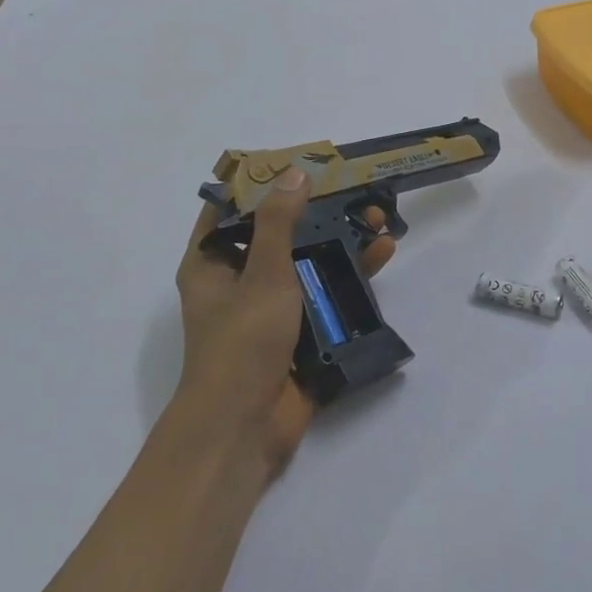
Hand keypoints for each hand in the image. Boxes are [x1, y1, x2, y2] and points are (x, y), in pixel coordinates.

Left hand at [172, 167, 395, 477]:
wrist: (244, 427)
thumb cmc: (243, 341)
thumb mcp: (263, 273)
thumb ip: (279, 223)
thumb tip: (293, 174)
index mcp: (212, 264)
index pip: (230, 210)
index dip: (261, 184)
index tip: (298, 165)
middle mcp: (238, 282)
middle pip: (278, 236)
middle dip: (316, 213)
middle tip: (353, 192)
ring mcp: (269, 311)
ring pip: (306, 266)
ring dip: (339, 244)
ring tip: (378, 221)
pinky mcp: (297, 335)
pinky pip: (323, 298)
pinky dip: (348, 279)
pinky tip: (380, 259)